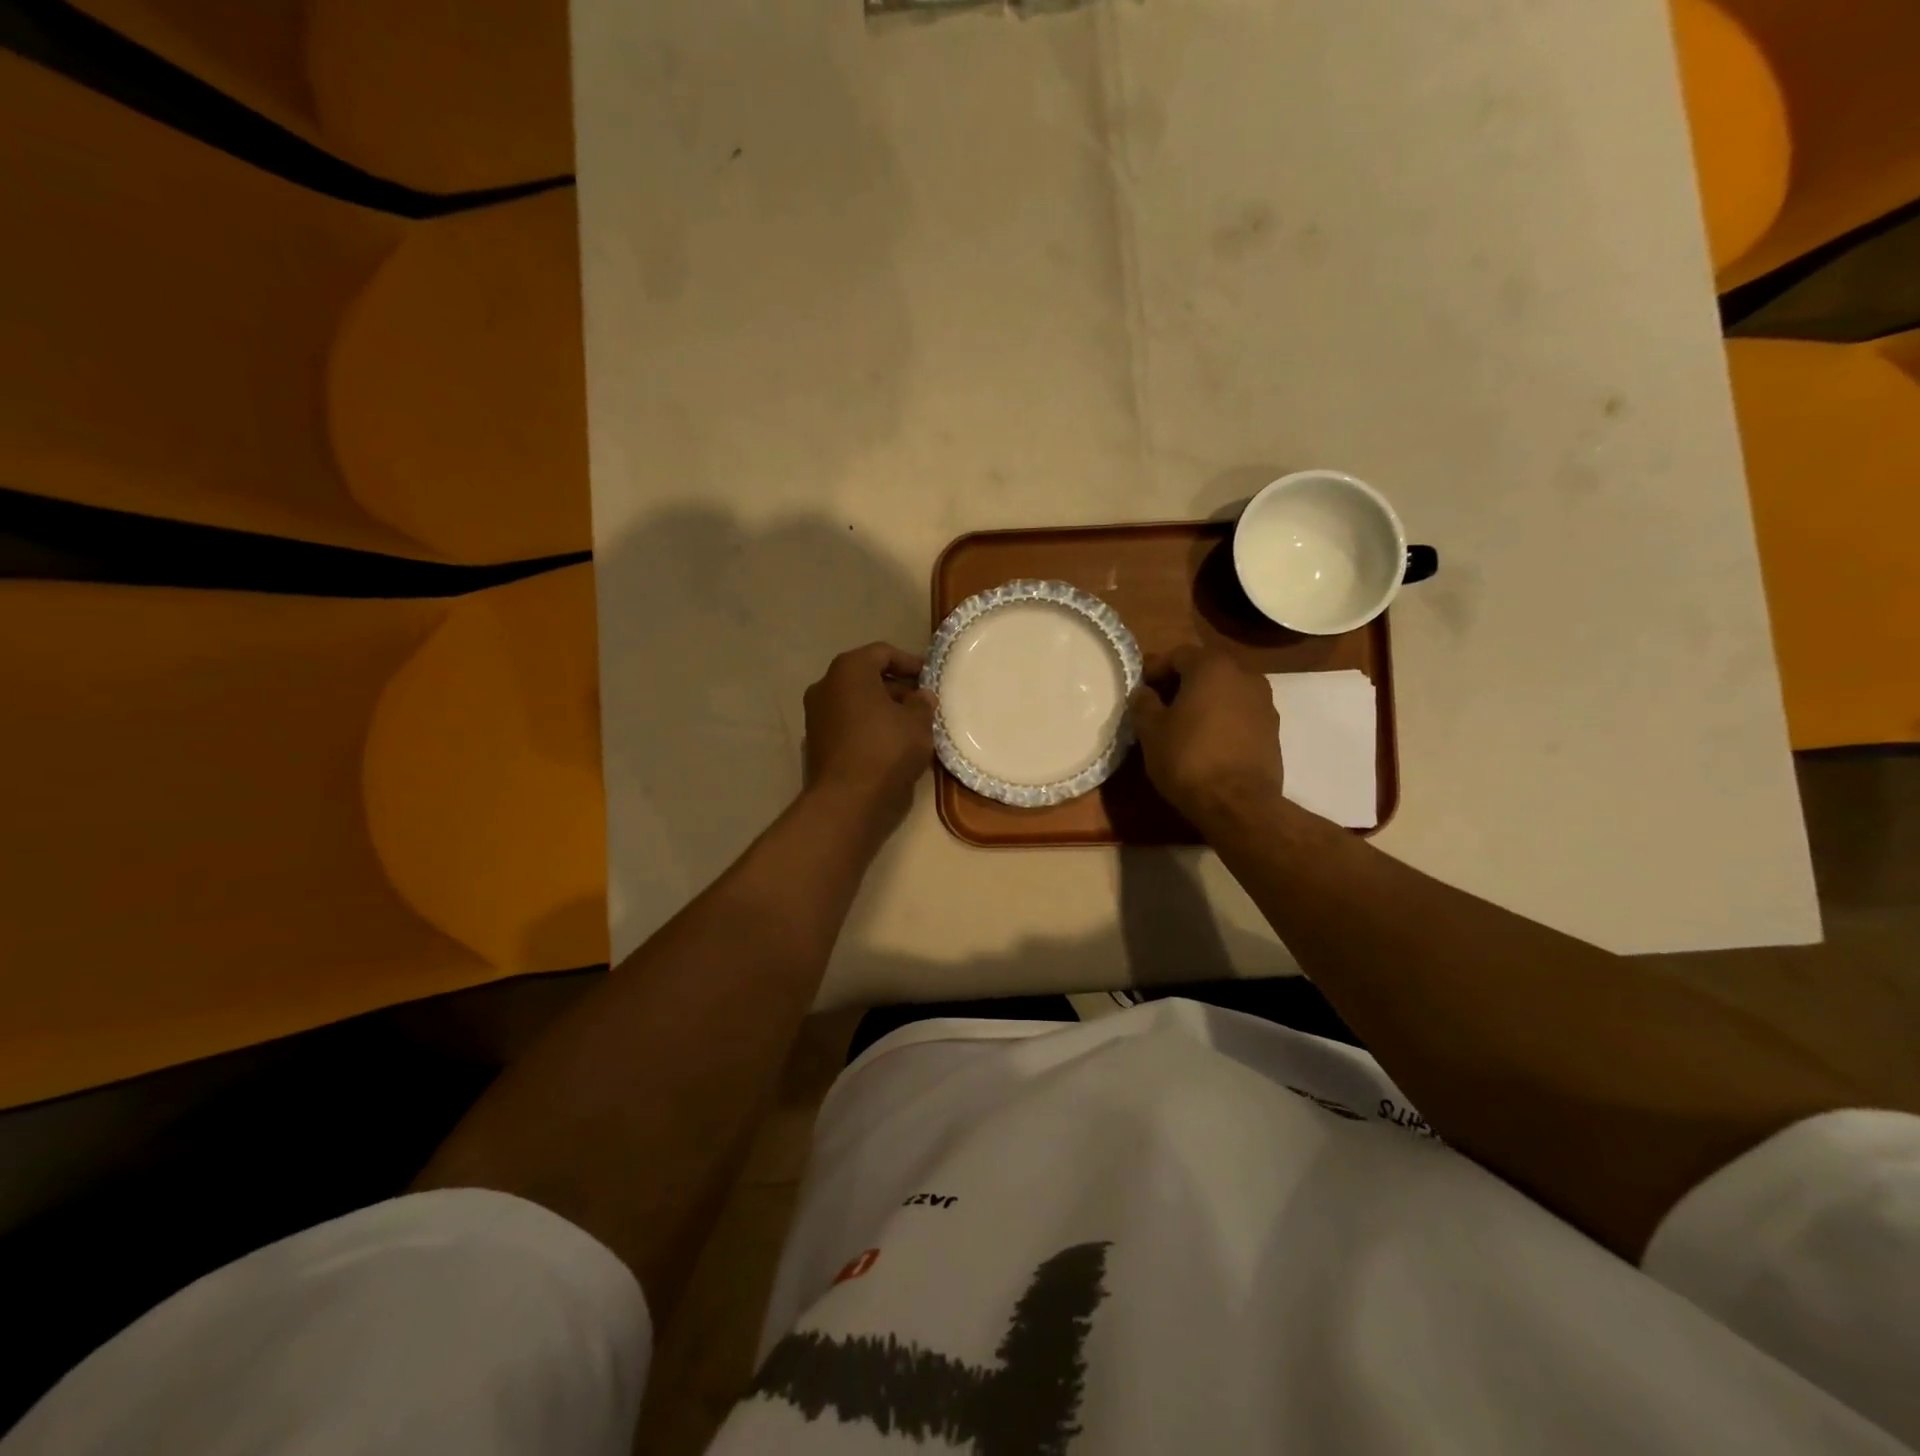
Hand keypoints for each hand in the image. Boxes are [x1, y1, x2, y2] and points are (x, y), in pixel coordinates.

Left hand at [803, 642, 936, 830]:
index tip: (930, 677)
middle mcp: (825, 686)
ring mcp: (816, 716)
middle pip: (866, 678)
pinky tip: (892, 745)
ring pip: (856, 704)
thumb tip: (920, 697)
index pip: (882, 653)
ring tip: (912, 726)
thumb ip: (922, 703)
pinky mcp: (817, 744)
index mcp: (848, 670)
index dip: (910, 662)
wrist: (848, 801)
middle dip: (896, 688)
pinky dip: (869, 728)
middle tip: (923, 703)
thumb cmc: (886, 749)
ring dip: (882, 710)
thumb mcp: (918, 722)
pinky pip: (848, 726)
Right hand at [1130, 645, 1283, 829]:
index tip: (1140, 689)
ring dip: (1204, 702)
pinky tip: (1207, 743)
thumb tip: (1144, 693)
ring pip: (1225, 693)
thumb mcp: (1151, 731)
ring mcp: (1265, 704)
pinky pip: (1240, 715)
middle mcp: (1245, 676)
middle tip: (1159, 706)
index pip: (1178, 655)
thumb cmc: (1188, 758)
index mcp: (1212, 667)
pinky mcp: (1273, 731)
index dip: (1155, 669)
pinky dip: (1222, 720)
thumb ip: (1144, 704)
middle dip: (1181, 684)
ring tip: (1183, 726)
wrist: (1238, 804)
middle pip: (1205, 670)